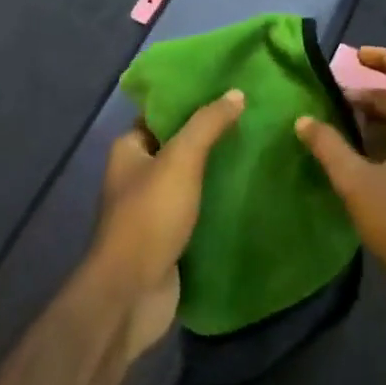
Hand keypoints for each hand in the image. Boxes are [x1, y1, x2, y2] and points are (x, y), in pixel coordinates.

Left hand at [90, 90, 244, 359]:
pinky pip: (196, 210)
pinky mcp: (168, 237)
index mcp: (128, 150)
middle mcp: (136, 175)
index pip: (161, 114)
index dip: (190, 101)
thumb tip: (236, 93)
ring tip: (256, 151)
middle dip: (209, 136)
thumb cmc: (150, 217)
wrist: (132, 293)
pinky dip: (217, 202)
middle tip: (251, 120)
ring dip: (216, 170)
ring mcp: (151, 209)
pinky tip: (247, 192)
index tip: (227, 91)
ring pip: (189, 180)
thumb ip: (207, 125)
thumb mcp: (180, 160)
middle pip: (177, 146)